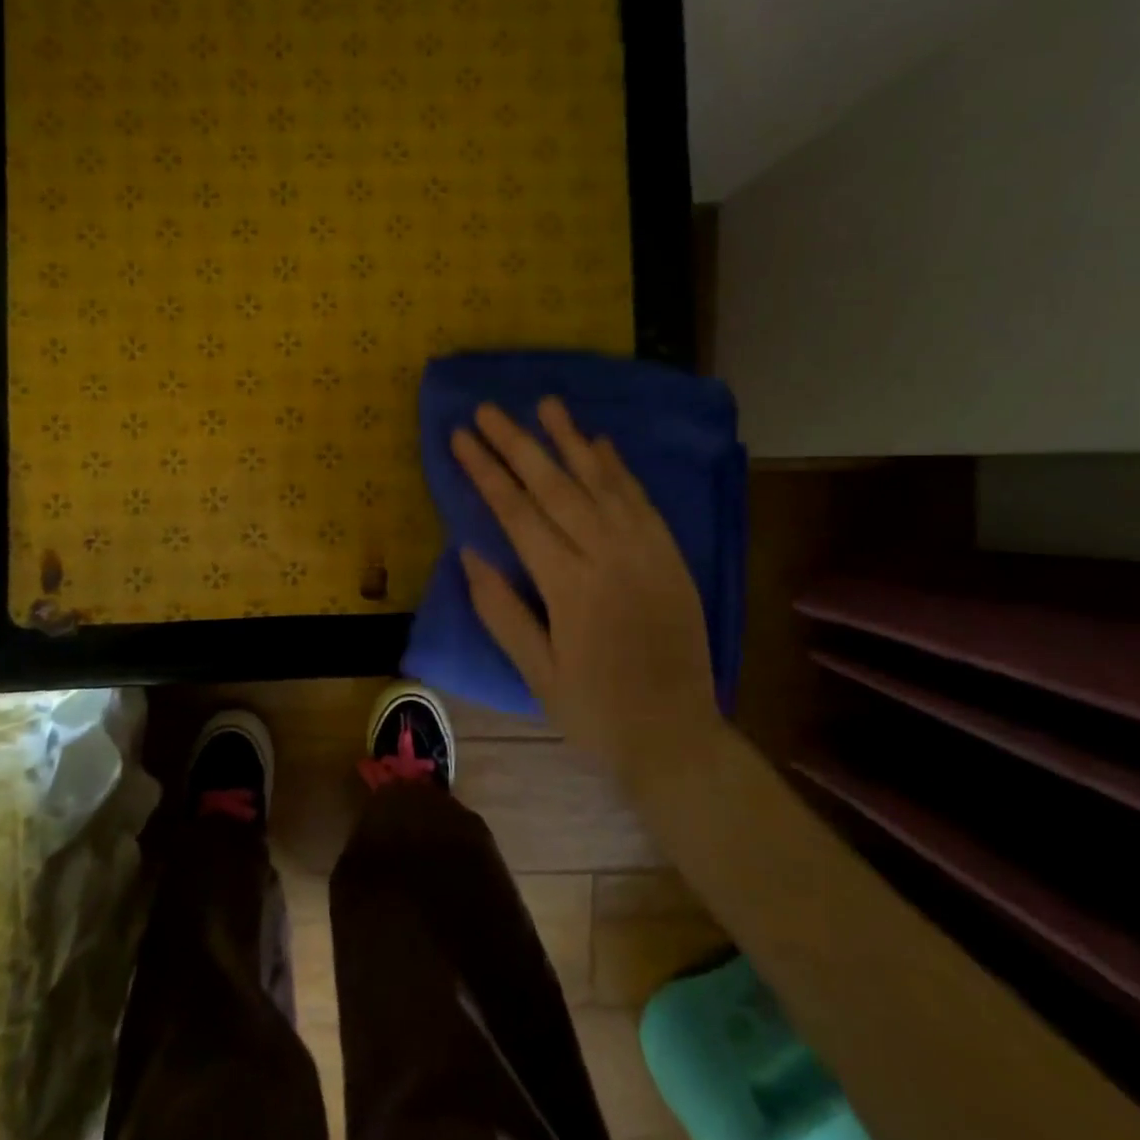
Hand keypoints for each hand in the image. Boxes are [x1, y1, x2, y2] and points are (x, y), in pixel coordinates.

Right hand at [451, 398, 720, 774]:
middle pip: (554, 486)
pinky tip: (598, 442)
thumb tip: (468, 553)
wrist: (677, 736)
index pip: (517, 513)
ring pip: (600, 482)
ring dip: (569, 440)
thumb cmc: (595, 712)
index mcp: (568, 587)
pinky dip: (617, 468)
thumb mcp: (536, 673)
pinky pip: (640, 500)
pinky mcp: (670, 555)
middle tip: (488, 409)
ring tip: (545, 403)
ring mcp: (644, 551)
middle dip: (517, 443)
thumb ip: (501, 610)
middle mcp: (607, 556)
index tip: (462, 437)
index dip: (486, 472)